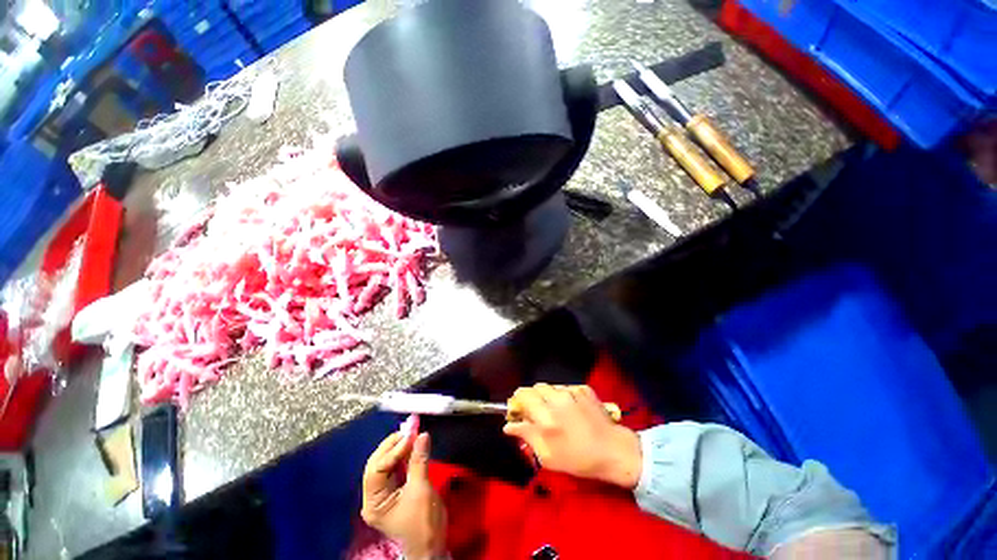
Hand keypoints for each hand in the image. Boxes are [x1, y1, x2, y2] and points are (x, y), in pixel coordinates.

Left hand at [362, 431, 446, 559]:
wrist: (432, 546)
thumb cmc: (423, 524)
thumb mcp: (421, 491)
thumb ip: (419, 461)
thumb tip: (422, 434)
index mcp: (373, 502)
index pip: (377, 469)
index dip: (393, 450)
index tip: (411, 434)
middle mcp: (374, 496)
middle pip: (378, 463)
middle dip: (393, 445)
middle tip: (410, 429)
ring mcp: (383, 492)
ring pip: (386, 462)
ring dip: (399, 446)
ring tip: (412, 432)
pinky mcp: (394, 488)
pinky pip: (396, 466)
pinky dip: (404, 453)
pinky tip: (412, 443)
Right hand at [504, 384, 642, 488]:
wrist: (613, 451)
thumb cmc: (578, 459)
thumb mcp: (547, 456)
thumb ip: (526, 436)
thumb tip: (508, 426)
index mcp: (546, 416)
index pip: (523, 394)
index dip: (518, 400)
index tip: (519, 410)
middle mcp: (557, 399)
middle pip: (536, 387)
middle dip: (533, 397)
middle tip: (537, 412)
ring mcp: (572, 391)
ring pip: (551, 387)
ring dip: (548, 396)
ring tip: (556, 412)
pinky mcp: (584, 389)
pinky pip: (566, 388)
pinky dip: (563, 396)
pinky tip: (571, 409)